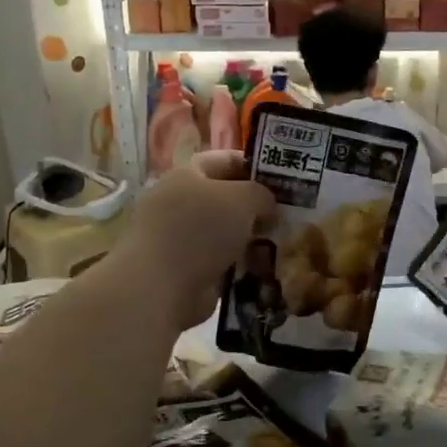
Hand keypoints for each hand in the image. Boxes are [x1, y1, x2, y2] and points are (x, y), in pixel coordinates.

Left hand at [114, 152, 276, 328]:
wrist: (160, 287)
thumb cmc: (200, 230)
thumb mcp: (243, 199)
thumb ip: (261, 194)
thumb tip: (267, 206)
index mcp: (185, 175)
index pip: (223, 160)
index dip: (253, 165)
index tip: (281, 179)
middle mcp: (178, 203)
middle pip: (224, 198)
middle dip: (254, 207)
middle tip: (286, 215)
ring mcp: (178, 238)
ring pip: (224, 232)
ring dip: (250, 238)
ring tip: (281, 244)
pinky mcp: (183, 270)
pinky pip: (220, 261)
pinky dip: (240, 264)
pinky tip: (264, 268)